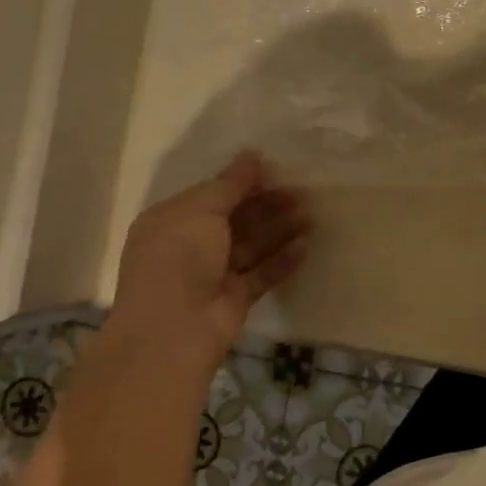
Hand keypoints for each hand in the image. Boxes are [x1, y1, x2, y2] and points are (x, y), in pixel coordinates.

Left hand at [104, 152, 311, 377]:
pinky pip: (262, 273)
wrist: (172, 331)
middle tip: (304, 192)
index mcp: (174, 220)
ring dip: (281, 229)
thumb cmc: (178, 258)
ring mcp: (214, 273)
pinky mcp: (235, 298)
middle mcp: (192, 245)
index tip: (279, 171)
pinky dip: (283, 259)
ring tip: (312, 215)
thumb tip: (252, 154)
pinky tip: (306, 245)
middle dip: (269, 204)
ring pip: (253, 245)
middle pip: (237, 219)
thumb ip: (231, 183)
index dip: (245, 182)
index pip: (215, 194)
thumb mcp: (201, 209)